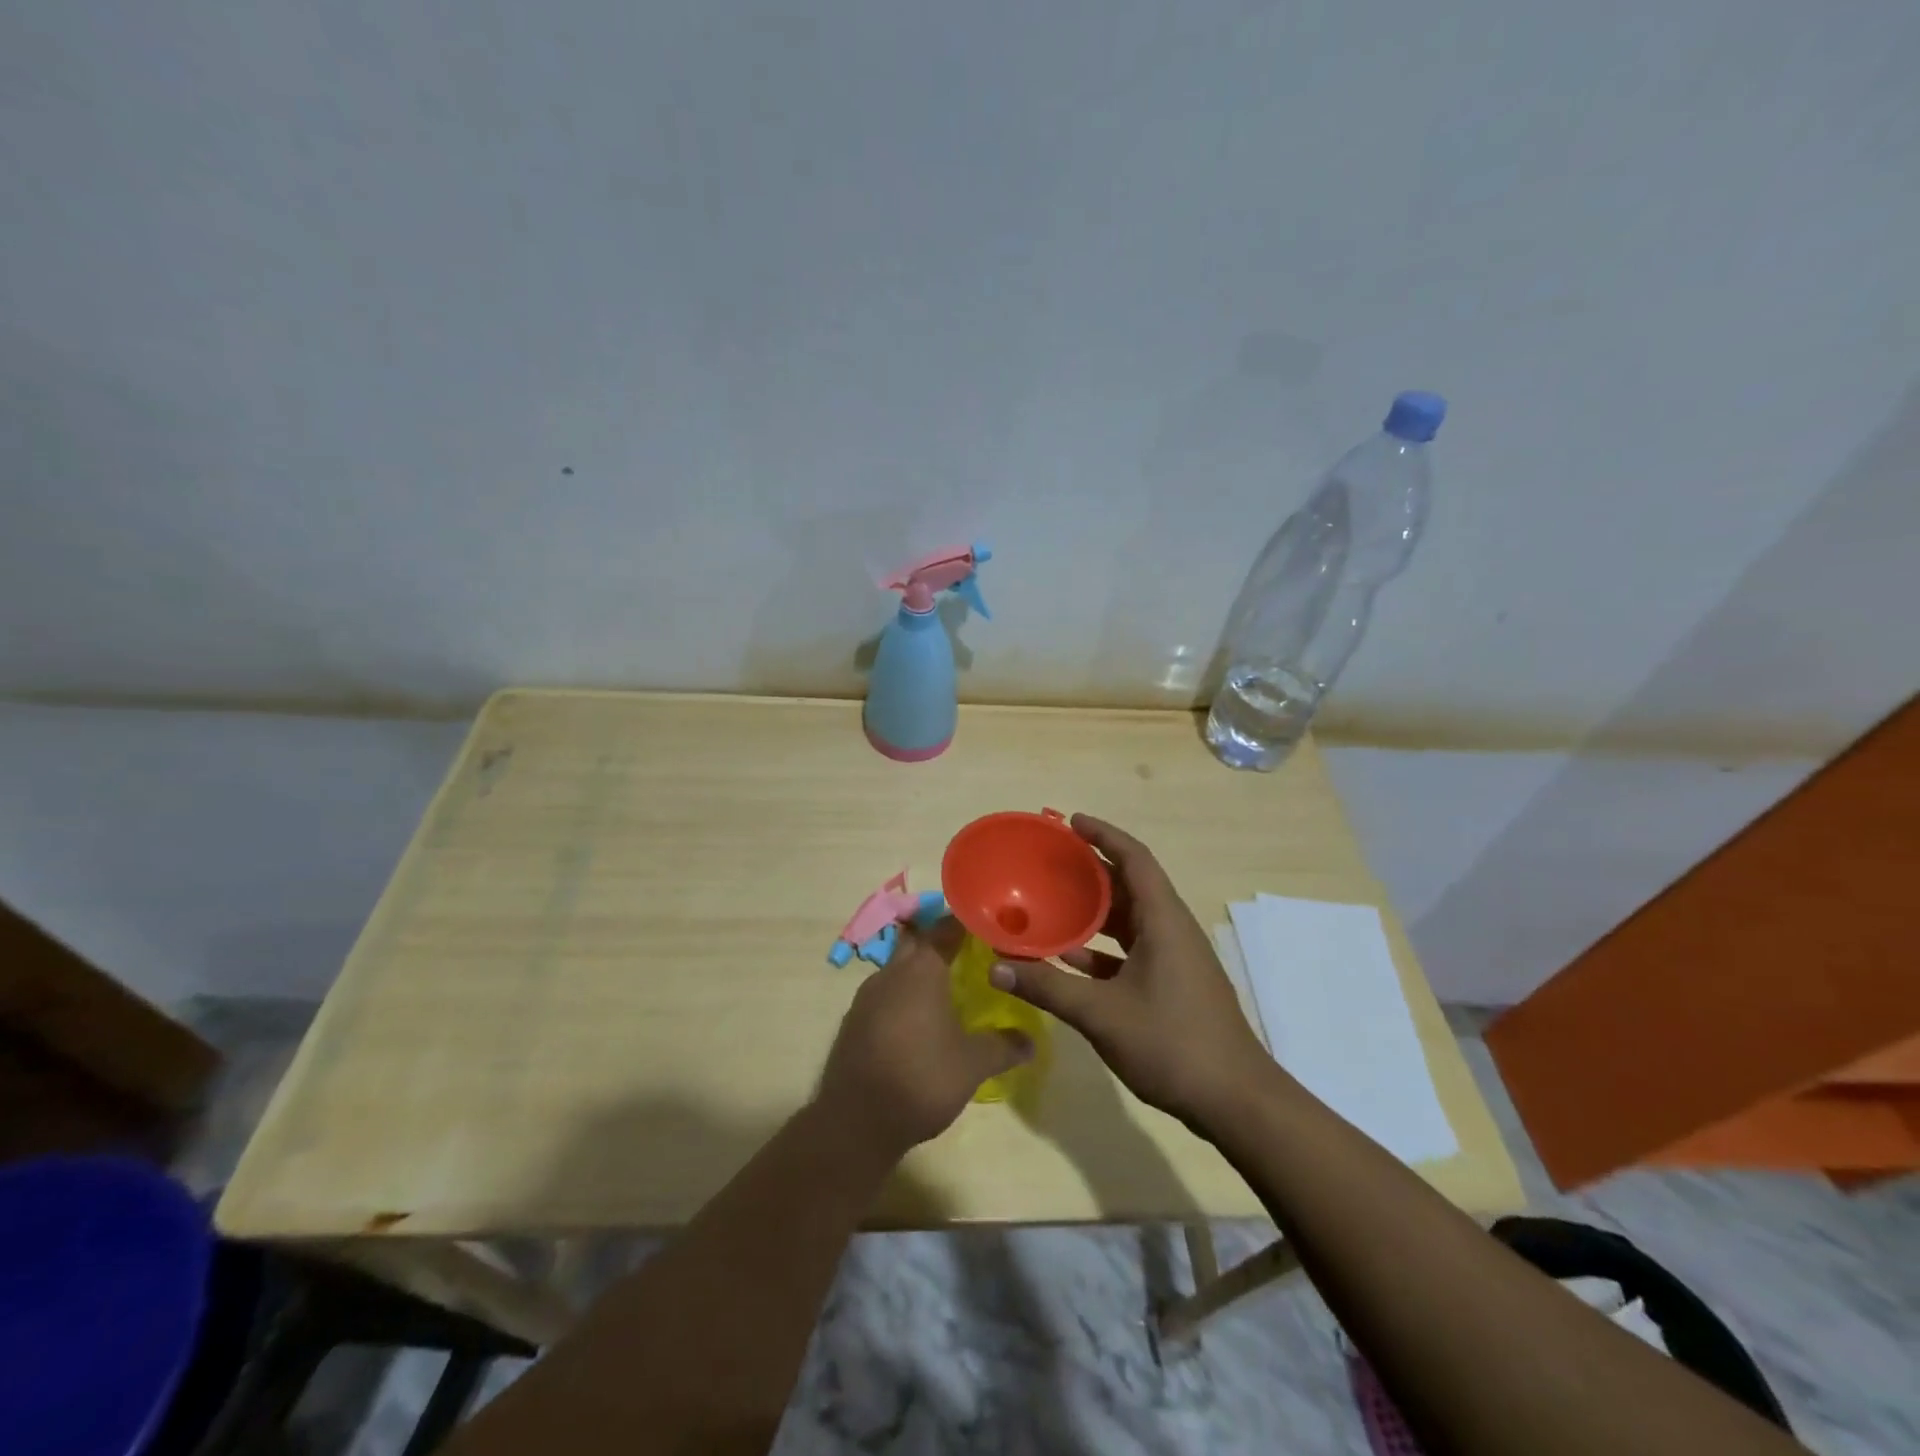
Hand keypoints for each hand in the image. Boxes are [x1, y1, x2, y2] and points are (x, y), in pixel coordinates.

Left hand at [817, 918, 1031, 1157]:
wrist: (856, 1121)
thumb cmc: (921, 1079)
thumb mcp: (972, 1065)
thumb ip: (1003, 1047)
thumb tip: (1031, 1041)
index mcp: (921, 970)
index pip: (945, 928)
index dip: (966, 923)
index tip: (987, 924)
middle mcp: (891, 973)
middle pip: (917, 941)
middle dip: (940, 940)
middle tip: (969, 951)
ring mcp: (867, 996)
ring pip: (897, 966)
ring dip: (919, 968)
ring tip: (946, 984)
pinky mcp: (854, 1020)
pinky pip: (883, 992)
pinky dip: (902, 993)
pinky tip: (917, 1018)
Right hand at [988, 815, 1270, 1129]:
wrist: (1235, 1101)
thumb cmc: (1172, 1043)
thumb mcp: (1101, 1013)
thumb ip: (1047, 987)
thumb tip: (996, 966)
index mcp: (1163, 921)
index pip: (1134, 859)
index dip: (1104, 835)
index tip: (1070, 822)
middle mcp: (1172, 930)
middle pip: (1130, 885)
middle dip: (1092, 871)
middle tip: (1050, 863)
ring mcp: (1176, 958)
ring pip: (1130, 920)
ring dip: (1095, 911)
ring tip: (1052, 904)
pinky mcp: (1174, 983)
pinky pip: (1133, 950)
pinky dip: (1102, 949)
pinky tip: (1070, 961)